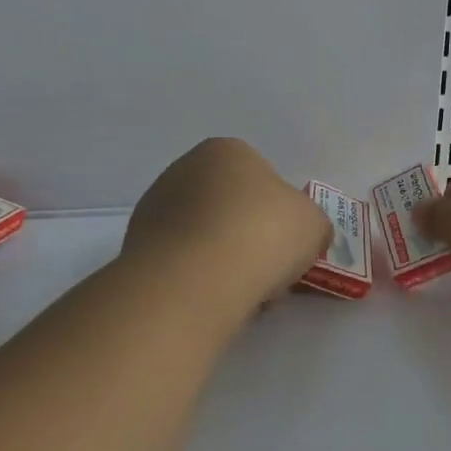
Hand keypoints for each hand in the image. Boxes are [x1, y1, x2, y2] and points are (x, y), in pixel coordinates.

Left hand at [124, 138, 330, 306]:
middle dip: (250, 239)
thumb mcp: (313, 223)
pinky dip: (199, 279)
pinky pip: (183, 261)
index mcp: (227, 150)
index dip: (280, 215)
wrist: (196, 278)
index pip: (262, 178)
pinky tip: (213, 299)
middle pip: (231, 208)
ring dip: (226, 261)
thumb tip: (301, 234)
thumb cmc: (263, 234)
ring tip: (243, 294)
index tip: (287, 246)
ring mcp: (156, 206)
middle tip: (268, 273)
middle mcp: (185, 168)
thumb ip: (310, 223)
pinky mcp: (137, 245)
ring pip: (207, 237)